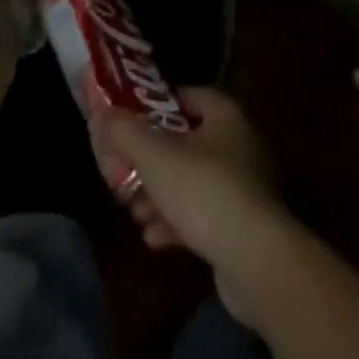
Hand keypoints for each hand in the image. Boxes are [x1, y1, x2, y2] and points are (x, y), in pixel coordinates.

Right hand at [97, 88, 293, 325]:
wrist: (259, 263)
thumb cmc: (205, 191)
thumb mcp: (155, 156)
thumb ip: (123, 131)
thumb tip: (99, 114)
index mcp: (224, 114)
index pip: (185, 95)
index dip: (155, 105)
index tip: (128, 121)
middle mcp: (239, 143)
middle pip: (185, 142)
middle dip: (151, 161)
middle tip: (124, 175)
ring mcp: (245, 187)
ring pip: (191, 181)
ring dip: (160, 195)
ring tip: (135, 213)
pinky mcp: (244, 227)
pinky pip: (204, 214)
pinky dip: (178, 222)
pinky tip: (154, 239)